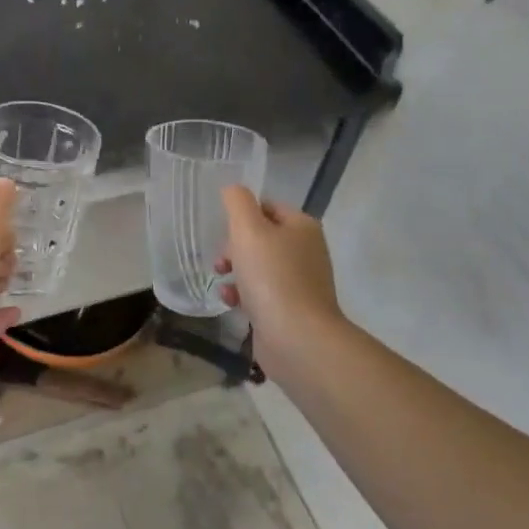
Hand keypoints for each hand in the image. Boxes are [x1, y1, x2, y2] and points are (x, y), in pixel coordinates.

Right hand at [215, 187, 344, 364]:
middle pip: (261, 237)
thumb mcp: (248, 229)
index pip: (267, 206)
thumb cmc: (272, 277)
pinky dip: (244, 295)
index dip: (241, 215)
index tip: (223, 231)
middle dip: (234, 246)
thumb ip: (237, 202)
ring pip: (258, 266)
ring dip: (235, 271)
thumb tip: (233, 189)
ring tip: (222, 281)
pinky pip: (262, 293)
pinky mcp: (291, 310)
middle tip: (222, 260)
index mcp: (302, 227)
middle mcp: (306, 251)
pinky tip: (231, 303)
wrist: (298, 339)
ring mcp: (301, 283)